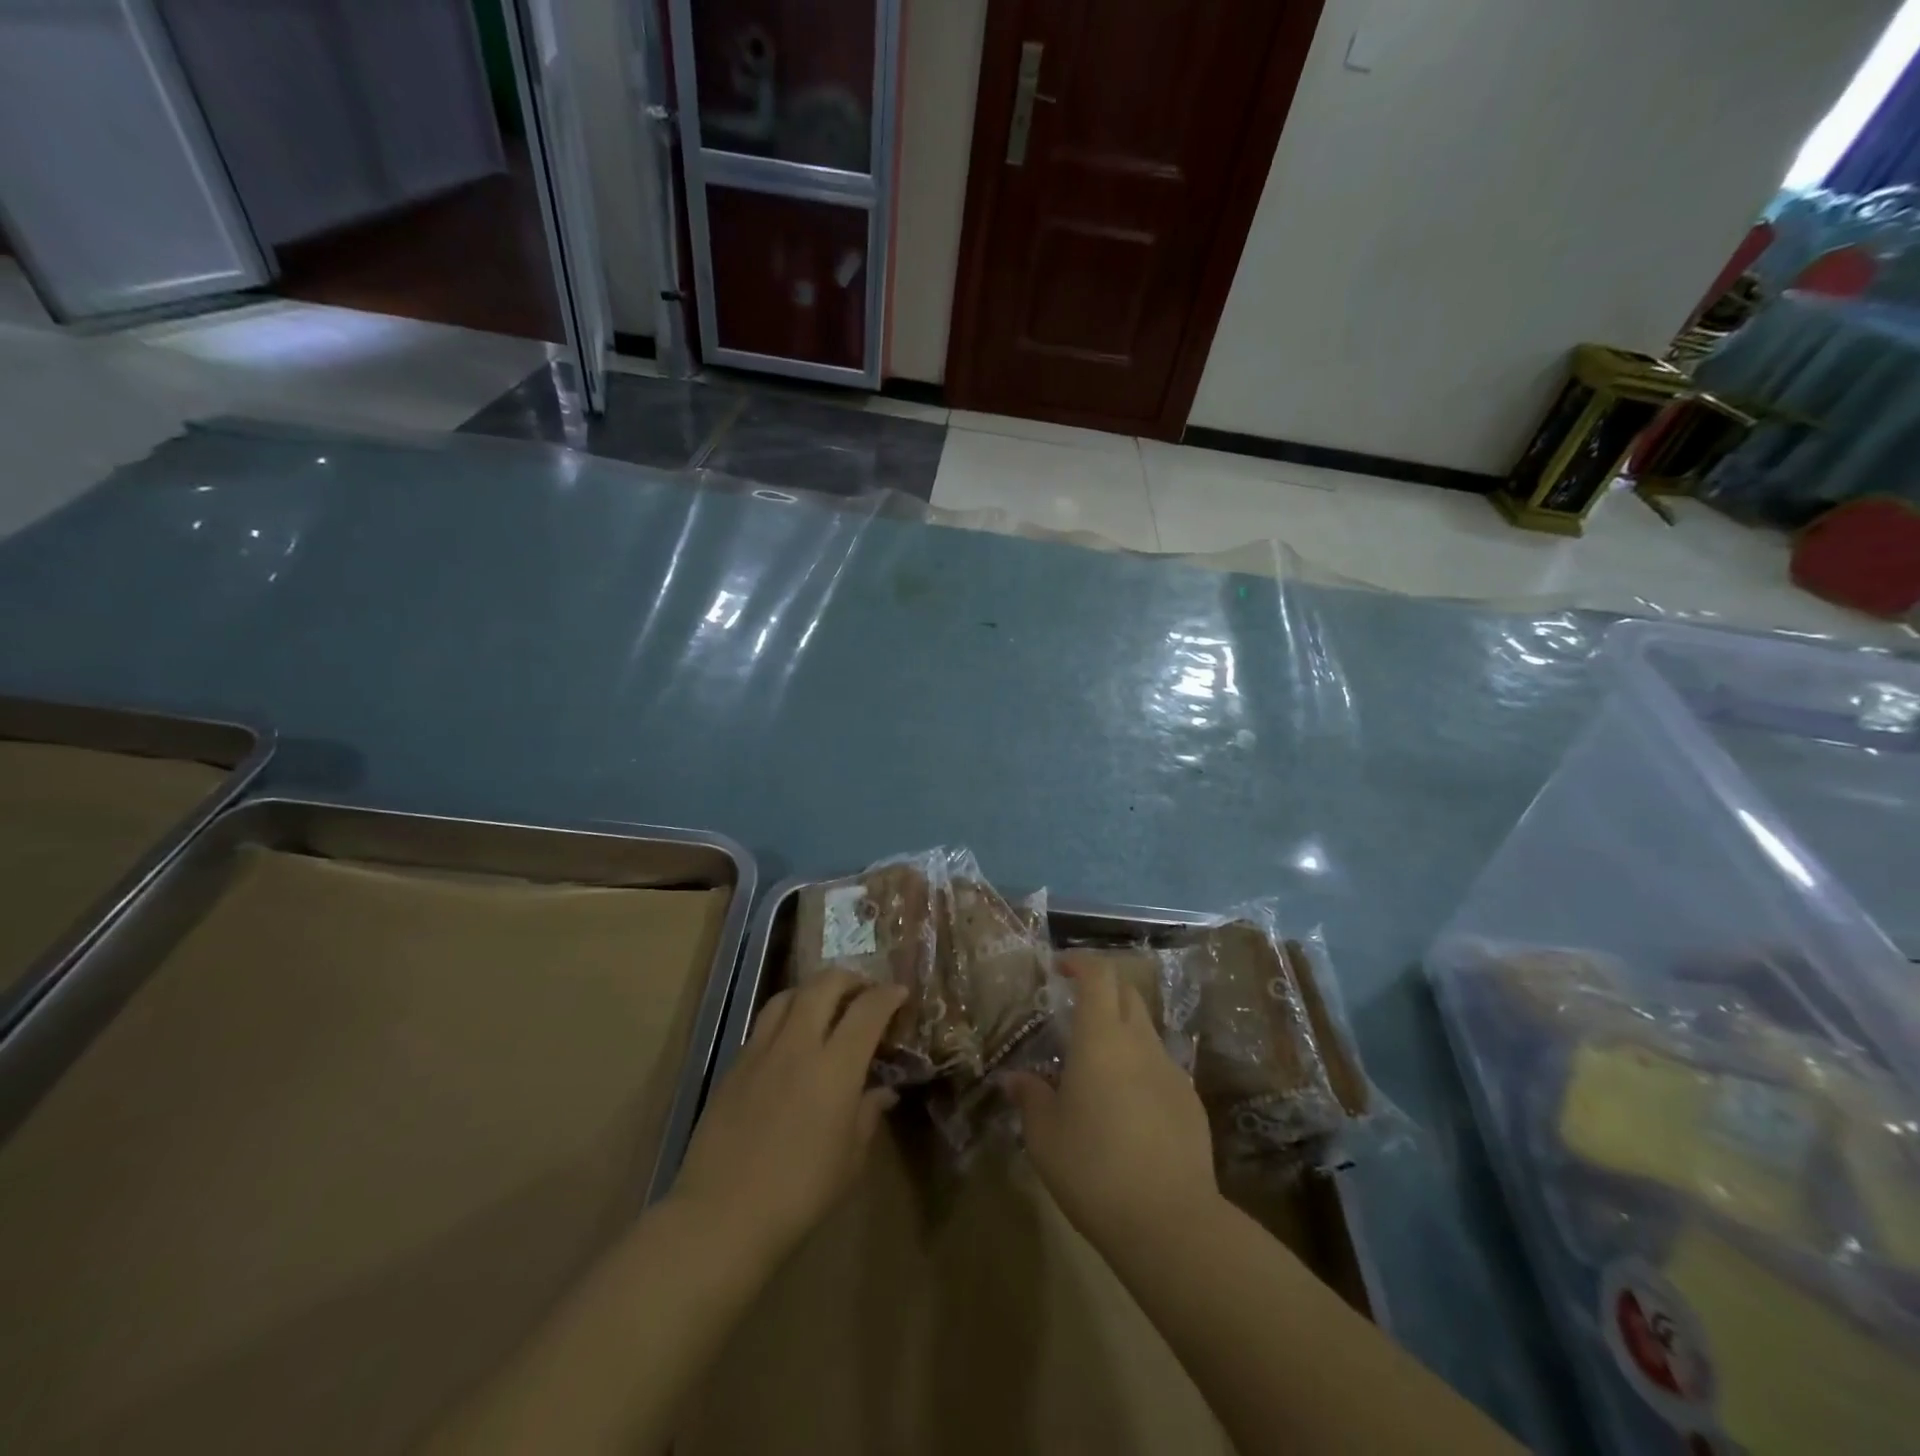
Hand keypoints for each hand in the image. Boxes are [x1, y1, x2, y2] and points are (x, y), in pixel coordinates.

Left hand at [670, 971, 907, 1268]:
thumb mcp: (850, 1160)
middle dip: (850, 979)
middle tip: (864, 992)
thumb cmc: (799, 1193)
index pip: (868, 1010)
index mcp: (835, 1067)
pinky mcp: (733, 1066)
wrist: (721, 1216)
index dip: (888, 995)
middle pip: (824, 985)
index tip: (900, 993)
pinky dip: (785, 1018)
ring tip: (825, 1006)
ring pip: (789, 995)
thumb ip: (868, 1115)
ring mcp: (761, 1051)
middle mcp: (798, 1045)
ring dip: (813, 991)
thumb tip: (882, 1092)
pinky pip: (764, 1024)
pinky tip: (790, 1043)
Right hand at [1006, 954, 1218, 1252]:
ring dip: (1121, 1031)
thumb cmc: (1094, 1168)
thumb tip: (1015, 1079)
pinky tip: (1126, 1107)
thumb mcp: (1045, 1136)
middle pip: (1127, 993)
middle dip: (1102, 989)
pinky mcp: (1190, 1102)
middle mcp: (1140, 1043)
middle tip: (1075, 1008)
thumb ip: (1030, 1097)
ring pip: (1145, 1030)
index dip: (1080, 962)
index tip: (1061, 967)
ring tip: (1097, 1065)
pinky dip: (1139, 1068)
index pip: (1099, 975)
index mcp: (1102, 1038)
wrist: (1170, 1221)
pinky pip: (1160, 1067)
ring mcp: (1171, 1071)